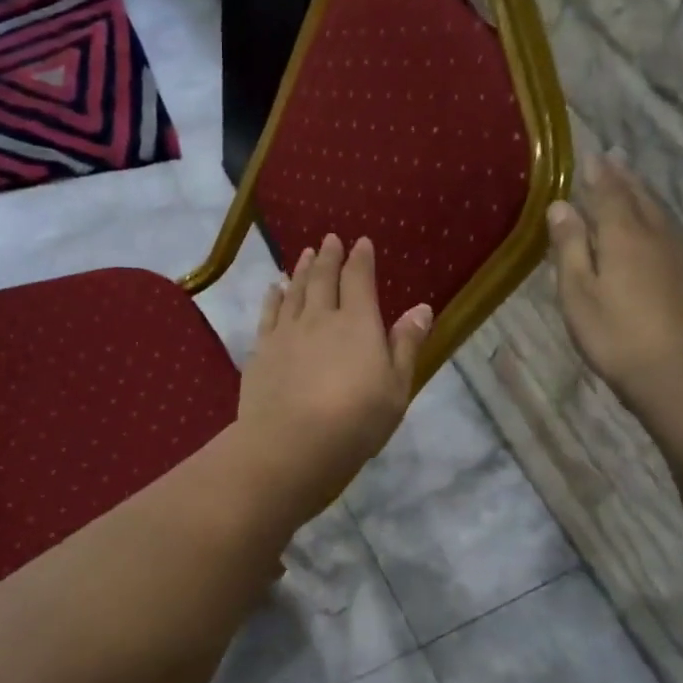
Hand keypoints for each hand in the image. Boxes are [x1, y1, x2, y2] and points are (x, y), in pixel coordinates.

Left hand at [235, 234, 431, 519]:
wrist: (292, 444)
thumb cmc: (356, 420)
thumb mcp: (396, 387)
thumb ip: (406, 345)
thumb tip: (421, 307)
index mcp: (358, 323)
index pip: (359, 280)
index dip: (361, 259)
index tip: (361, 242)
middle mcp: (319, 318)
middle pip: (322, 278)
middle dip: (328, 256)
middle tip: (329, 239)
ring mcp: (286, 333)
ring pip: (294, 291)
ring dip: (300, 270)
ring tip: (304, 254)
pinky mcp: (261, 351)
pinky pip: (268, 314)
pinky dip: (273, 297)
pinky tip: (274, 290)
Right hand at [546, 154, 682, 421]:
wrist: (678, 374)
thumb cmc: (615, 335)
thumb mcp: (578, 293)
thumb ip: (570, 247)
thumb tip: (560, 206)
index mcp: (625, 236)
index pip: (610, 193)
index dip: (599, 175)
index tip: (592, 157)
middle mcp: (658, 236)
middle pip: (641, 198)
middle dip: (625, 180)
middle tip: (614, 163)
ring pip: (662, 216)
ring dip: (645, 198)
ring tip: (634, 189)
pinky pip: (675, 236)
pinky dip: (660, 223)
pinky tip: (658, 234)